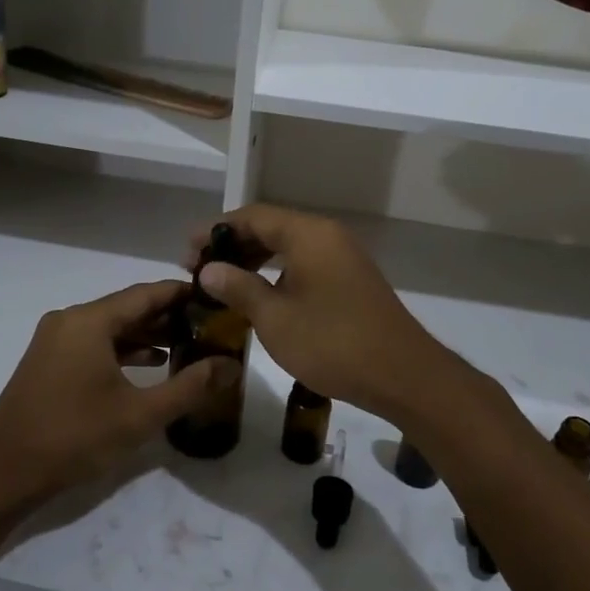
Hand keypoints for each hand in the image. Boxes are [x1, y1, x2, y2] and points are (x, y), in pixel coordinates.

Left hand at [0, 280, 239, 516]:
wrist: (2, 475)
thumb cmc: (74, 438)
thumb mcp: (140, 415)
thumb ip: (189, 387)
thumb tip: (229, 366)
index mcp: (89, 321)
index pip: (146, 293)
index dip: (182, 294)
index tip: (215, 297)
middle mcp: (70, 320)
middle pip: (127, 308)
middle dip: (168, 316)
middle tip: (208, 324)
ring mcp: (54, 340)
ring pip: (110, 327)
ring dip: (146, 334)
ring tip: (187, 344)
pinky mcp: (48, 362)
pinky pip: (93, 343)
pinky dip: (122, 350)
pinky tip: (149, 365)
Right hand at [186, 205, 458, 422]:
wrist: (402, 374)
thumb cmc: (332, 343)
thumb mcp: (275, 318)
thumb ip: (239, 287)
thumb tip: (208, 269)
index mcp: (308, 234)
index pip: (252, 216)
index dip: (216, 230)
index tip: (187, 252)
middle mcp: (327, 236)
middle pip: (271, 227)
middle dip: (233, 245)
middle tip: (199, 270)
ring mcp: (343, 256)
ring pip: (288, 246)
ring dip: (254, 260)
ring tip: (223, 283)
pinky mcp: (350, 279)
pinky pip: (305, 263)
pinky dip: (277, 272)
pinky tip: (260, 296)